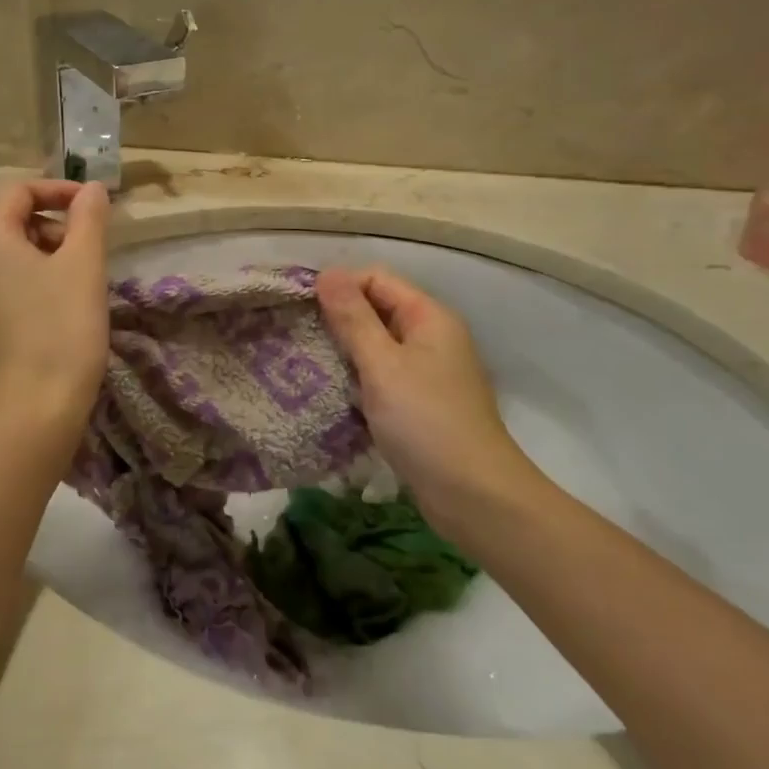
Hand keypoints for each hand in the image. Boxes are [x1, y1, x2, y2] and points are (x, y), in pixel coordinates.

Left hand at [0, 179, 110, 431]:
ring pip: (8, 258)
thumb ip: (88, 217)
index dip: (57, 190)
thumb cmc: (62, 328)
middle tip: (88, 250)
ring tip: (79, 281)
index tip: (91, 206)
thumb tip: (90, 189)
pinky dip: (31, 283)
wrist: (35, 409)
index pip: (17, 191)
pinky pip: (3, 288)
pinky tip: (58, 311)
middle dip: (53, 225)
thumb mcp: (84, 265)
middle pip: (10, 222)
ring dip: (45, 255)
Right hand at [317, 266, 540, 535]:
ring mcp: (426, 372)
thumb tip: (327, 272)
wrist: (473, 496)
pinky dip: (356, 379)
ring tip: (304, 363)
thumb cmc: (426, 422)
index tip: (300, 308)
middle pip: (376, 310)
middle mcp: (431, 337)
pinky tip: (330, 392)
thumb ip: (353, 318)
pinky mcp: (418, 403)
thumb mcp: (382, 365)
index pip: (376, 279)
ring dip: (343, 352)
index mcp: (429, 317)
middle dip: (336, 320)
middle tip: (295, 336)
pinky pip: (380, 376)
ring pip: (375, 346)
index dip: (339, 287)